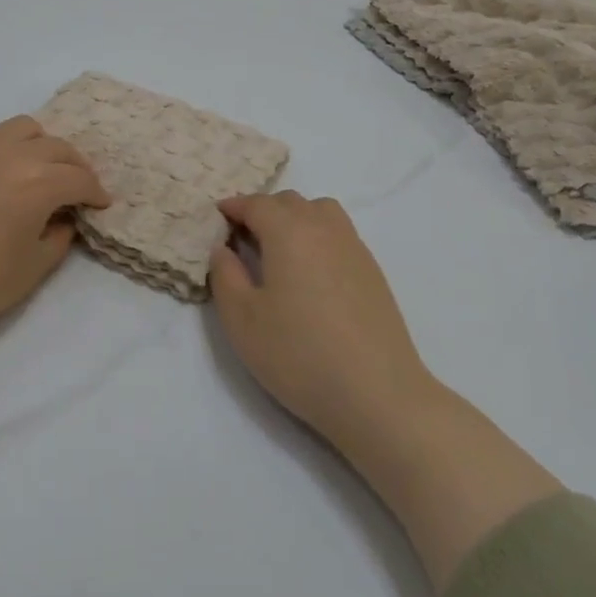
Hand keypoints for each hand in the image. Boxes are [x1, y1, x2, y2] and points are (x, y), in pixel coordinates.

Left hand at [0, 117, 109, 401]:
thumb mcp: (33, 268)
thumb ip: (59, 235)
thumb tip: (64, 217)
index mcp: (35, 182)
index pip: (78, 177)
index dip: (95, 192)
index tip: (101, 204)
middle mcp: (9, 153)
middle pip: (56, 146)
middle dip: (74, 166)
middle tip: (77, 189)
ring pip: (23, 129)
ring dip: (42, 147)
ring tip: (40, 173)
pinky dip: (7, 148)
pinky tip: (1, 175)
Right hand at [209, 192, 438, 470]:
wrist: (378, 394)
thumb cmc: (299, 355)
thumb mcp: (242, 320)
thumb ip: (225, 275)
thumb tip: (223, 248)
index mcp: (289, 231)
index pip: (257, 204)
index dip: (234, 207)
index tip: (217, 218)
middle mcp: (324, 228)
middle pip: (289, 202)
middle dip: (262, 211)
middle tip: (242, 238)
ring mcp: (354, 248)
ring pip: (320, 212)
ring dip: (294, 218)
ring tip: (278, 250)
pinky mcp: (373, 272)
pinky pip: (339, 234)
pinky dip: (317, 236)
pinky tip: (309, 273)